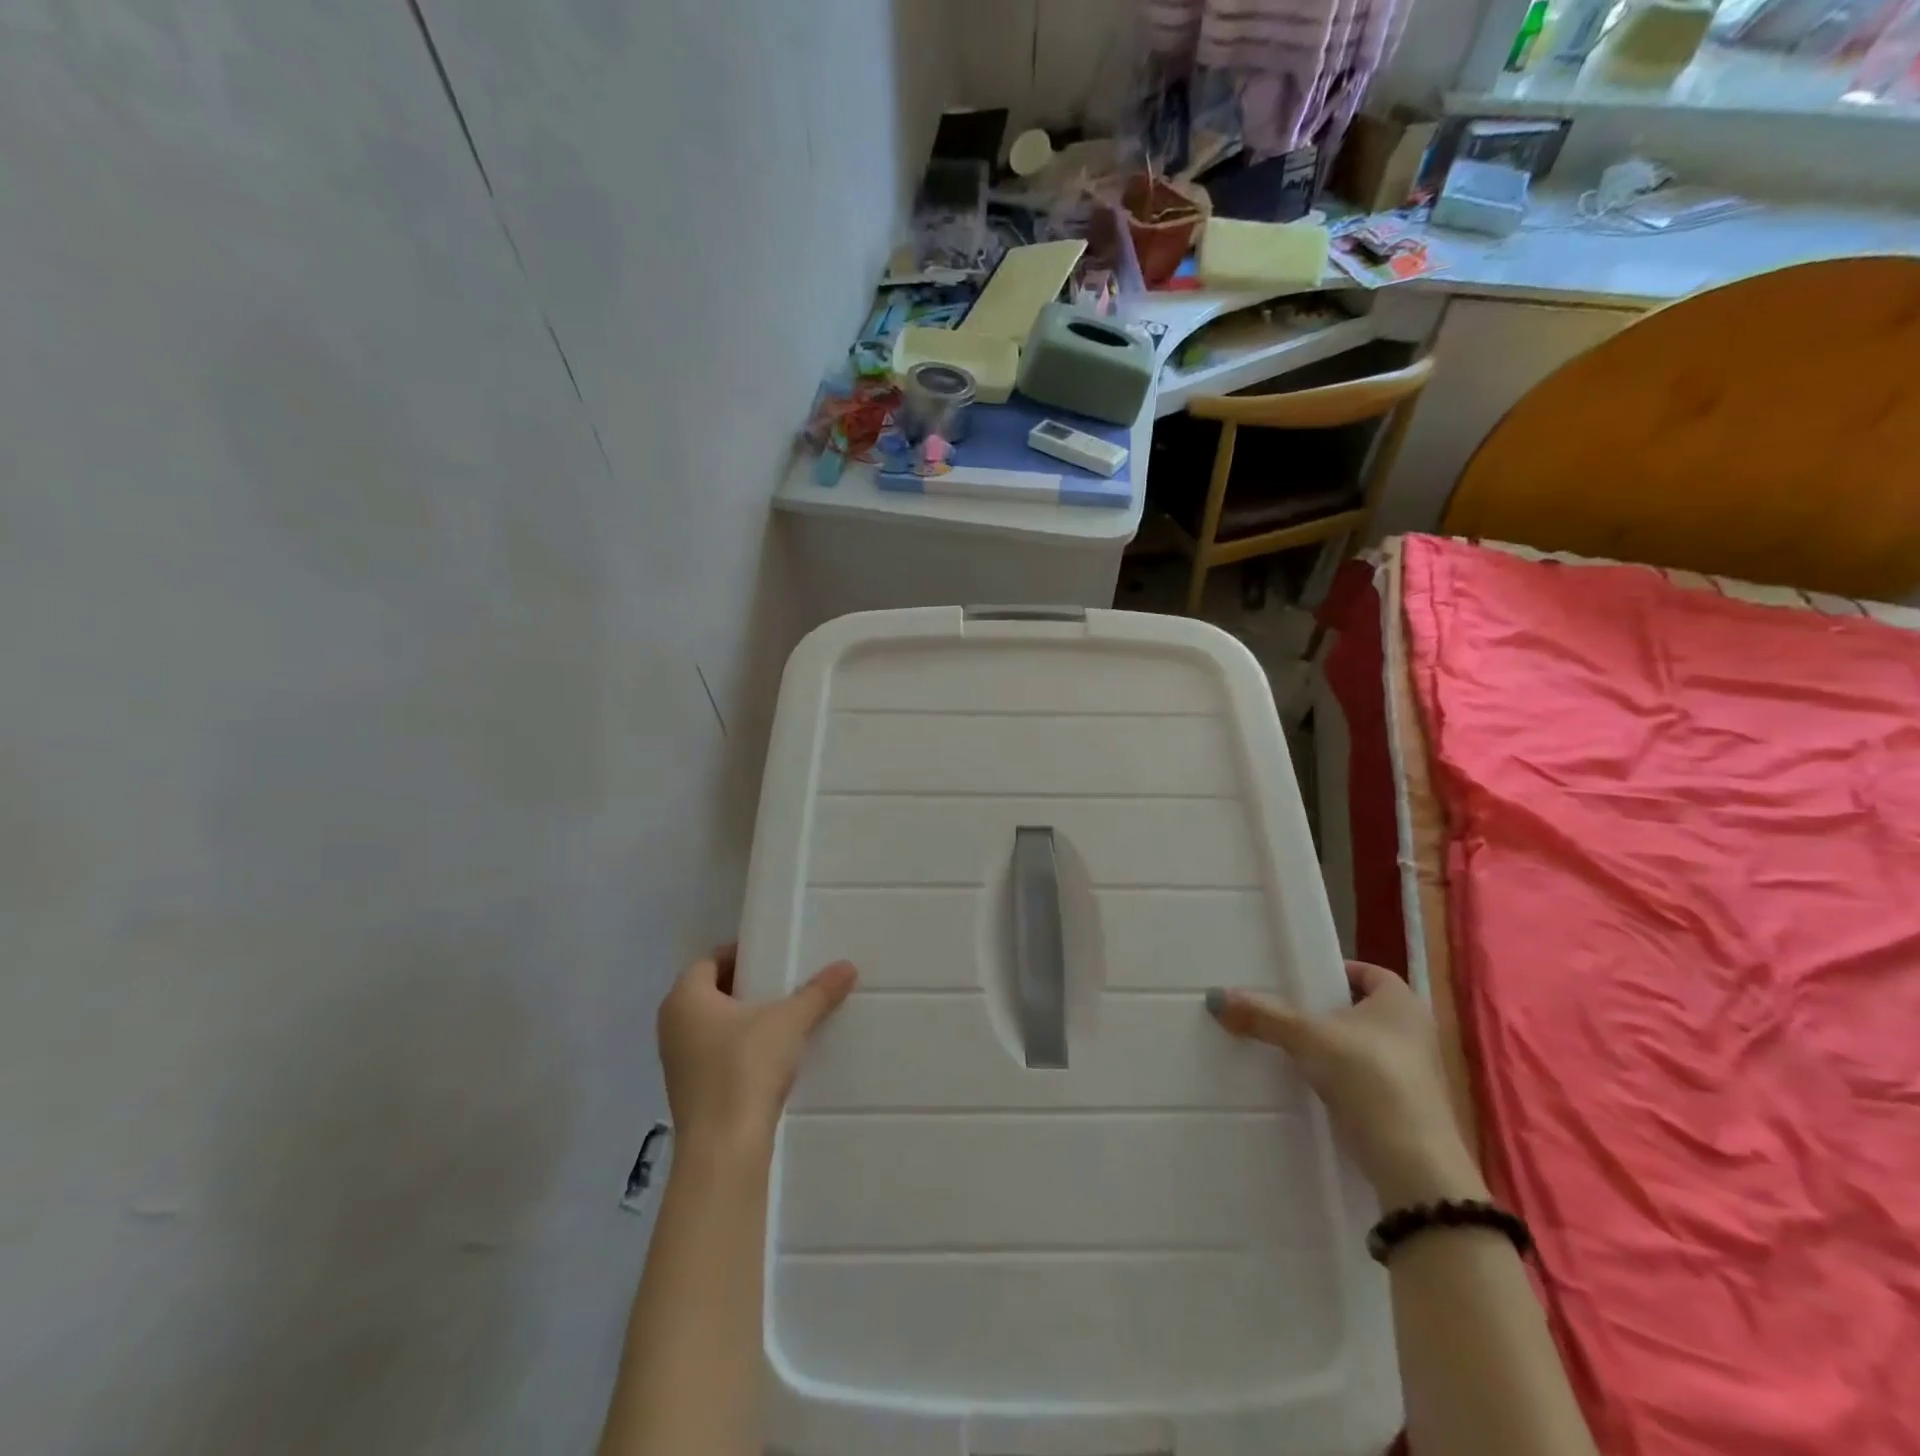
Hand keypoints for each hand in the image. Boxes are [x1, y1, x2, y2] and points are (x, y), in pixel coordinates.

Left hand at [657, 944, 857, 1155]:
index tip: (772, 956)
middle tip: (782, 982)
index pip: (709, 961)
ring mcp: (677, 1062)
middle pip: (710, 992)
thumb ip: (818, 992)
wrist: (724, 1149)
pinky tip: (770, 1056)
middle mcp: (672, 1024)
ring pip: (711, 1025)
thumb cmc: (746, 1067)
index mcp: (685, 997)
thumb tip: (848, 966)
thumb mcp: (790, 1022)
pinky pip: (713, 1054)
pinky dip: (738, 1048)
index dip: (740, 955)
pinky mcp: (688, 1092)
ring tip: (781, 1017)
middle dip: (745, 986)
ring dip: (742, 1019)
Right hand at [1208, 961, 1485, 1208]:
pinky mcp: (1405, 1110)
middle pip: (1361, 1010)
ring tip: (1287, 1047)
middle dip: (1325, 1011)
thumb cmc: (1369, 1078)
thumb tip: (1214, 997)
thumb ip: (1263, 1015)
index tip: (1300, 980)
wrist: (1412, 1165)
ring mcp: (1412, 1075)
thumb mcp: (1307, 1038)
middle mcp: (1414, 1033)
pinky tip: (1307, 1085)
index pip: (1368, 972)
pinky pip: (1363, 1080)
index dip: (1335, 972)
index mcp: (1402, 1003)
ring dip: (1330, 1048)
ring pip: (1361, 1047)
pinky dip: (1338, 1079)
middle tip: (1283, 1009)